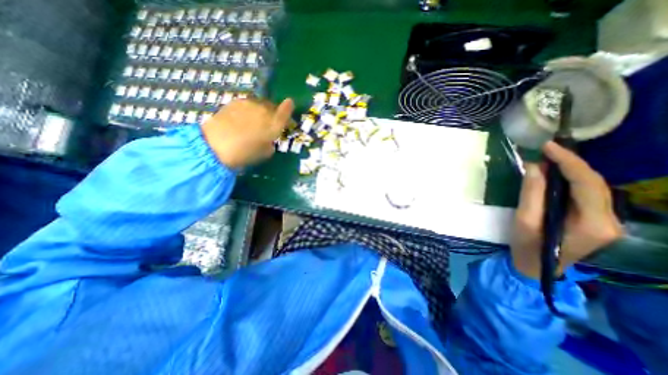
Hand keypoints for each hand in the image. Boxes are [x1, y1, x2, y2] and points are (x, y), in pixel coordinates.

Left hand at [203, 98, 293, 167]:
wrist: (215, 145)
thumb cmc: (245, 153)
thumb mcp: (264, 153)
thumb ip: (270, 144)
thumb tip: (269, 140)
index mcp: (273, 125)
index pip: (284, 113)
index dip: (288, 108)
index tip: (290, 103)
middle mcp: (263, 111)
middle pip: (272, 107)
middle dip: (273, 113)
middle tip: (269, 122)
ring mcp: (248, 104)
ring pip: (259, 104)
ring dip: (260, 110)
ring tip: (254, 121)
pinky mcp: (235, 102)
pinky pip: (247, 104)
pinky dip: (249, 110)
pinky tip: (242, 119)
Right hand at [513, 140, 627, 277]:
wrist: (537, 268)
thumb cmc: (528, 247)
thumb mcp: (524, 221)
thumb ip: (531, 194)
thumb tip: (535, 167)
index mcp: (592, 224)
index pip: (586, 183)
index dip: (568, 161)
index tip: (548, 147)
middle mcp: (609, 221)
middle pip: (594, 183)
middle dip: (571, 163)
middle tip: (545, 150)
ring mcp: (606, 221)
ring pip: (593, 187)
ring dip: (571, 170)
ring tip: (548, 159)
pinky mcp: (596, 220)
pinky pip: (586, 193)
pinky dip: (570, 180)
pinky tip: (555, 175)